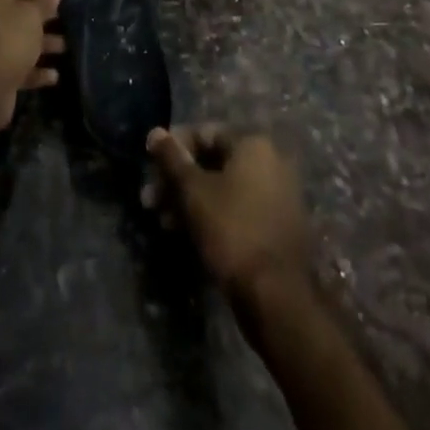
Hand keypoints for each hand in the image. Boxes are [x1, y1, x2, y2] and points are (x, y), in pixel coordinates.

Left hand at [0, 0, 63, 138]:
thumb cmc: (9, 38)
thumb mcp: (32, 15)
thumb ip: (45, 0)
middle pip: (17, 8)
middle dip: (43, 15)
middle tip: (66, 17)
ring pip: (17, 36)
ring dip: (41, 42)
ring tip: (64, 47)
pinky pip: (14, 61)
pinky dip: (32, 67)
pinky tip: (53, 75)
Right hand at [143, 125, 311, 301]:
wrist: (278, 298)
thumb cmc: (232, 231)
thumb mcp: (193, 191)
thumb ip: (172, 158)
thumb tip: (155, 132)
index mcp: (253, 145)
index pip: (204, 133)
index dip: (173, 149)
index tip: (151, 169)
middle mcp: (270, 162)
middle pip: (212, 162)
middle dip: (178, 180)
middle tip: (151, 201)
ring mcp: (277, 196)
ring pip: (223, 189)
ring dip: (191, 201)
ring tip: (164, 223)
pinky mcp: (277, 227)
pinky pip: (238, 209)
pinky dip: (213, 216)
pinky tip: (188, 235)